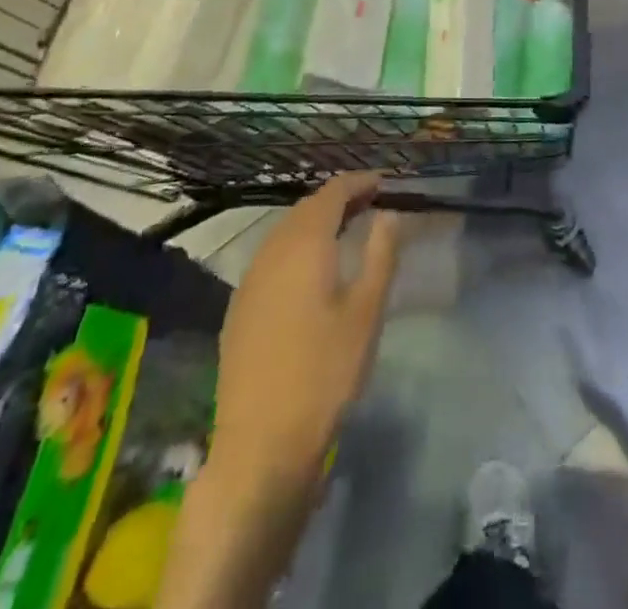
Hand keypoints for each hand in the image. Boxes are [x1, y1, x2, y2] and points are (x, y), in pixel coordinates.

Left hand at [210, 174, 400, 498]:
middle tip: (370, 203)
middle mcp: (271, 253)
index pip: (331, 194)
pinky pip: (271, 258)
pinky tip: (311, 270)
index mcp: (304, 245)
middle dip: (338, 200)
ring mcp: (249, 282)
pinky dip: (296, 247)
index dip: (357, 183)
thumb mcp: (367, 313)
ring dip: (315, 222)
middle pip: (305, 209)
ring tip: (346, 231)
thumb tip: (389, 214)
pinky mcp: (239, 309)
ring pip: (284, 232)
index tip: (383, 183)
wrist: (260, 446)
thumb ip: (381, 255)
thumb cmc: (324, 373)